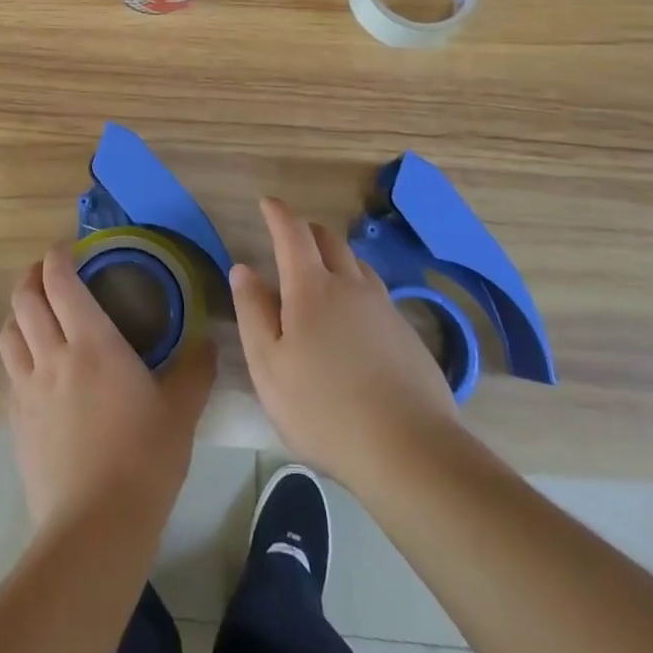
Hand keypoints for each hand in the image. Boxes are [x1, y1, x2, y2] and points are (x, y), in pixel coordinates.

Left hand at [0, 245, 216, 530]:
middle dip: (32, 277)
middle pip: (25, 300)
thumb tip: (208, 342)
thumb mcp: (181, 410)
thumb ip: (196, 369)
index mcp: (92, 342)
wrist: (95, 528)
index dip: (57, 258)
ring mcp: (28, 390)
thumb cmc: (144, 458)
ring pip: (9, 334)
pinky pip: (10, 374)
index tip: (67, 249)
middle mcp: (52, 355)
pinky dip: (19, 357)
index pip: (60, 282)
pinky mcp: (16, 422)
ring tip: (36, 316)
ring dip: (19, 315)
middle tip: (48, 274)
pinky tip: (36, 371)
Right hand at [231, 196, 458, 490]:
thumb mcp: (269, 366)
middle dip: (308, 230)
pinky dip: (358, 287)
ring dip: (337, 257)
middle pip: (330, 240)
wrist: (409, 449)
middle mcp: (351, 286)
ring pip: (358, 264)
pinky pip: (377, 293)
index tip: (268, 203)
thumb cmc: (324, 409)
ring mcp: (384, 308)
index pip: (293, 234)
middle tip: (293, 236)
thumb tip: (242, 268)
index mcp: (311, 288)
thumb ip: (253, 312)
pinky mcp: (407, 334)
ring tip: (324, 272)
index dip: (278, 214)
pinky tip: (356, 317)